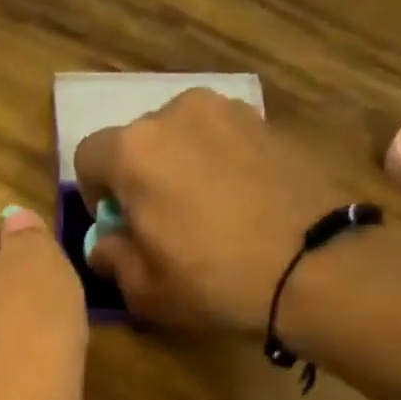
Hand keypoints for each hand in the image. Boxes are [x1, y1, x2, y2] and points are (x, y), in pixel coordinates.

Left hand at [0, 208, 89, 399]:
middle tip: (57, 289)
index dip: (7, 235)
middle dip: (14, 283)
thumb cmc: (26, 335)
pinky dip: (22, 364)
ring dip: (21, 326)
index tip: (46, 249)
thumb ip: (27, 234)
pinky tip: (52, 370)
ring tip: (61, 329)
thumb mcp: (38, 262)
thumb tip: (16, 227)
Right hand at [74, 89, 344, 335]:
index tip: (119, 230)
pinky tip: (238, 205)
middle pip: (137, 142)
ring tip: (204, 215)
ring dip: (179, 168)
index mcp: (134, 150)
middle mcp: (176, 112)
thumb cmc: (213, 281)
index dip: (96, 198)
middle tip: (161, 225)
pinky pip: (221, 141)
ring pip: (182, 137)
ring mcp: (227, 110)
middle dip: (139, 179)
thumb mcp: (144, 289)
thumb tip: (106, 243)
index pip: (88, 158)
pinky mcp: (267, 121)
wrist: (312, 265)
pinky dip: (218, 165)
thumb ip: (112, 258)